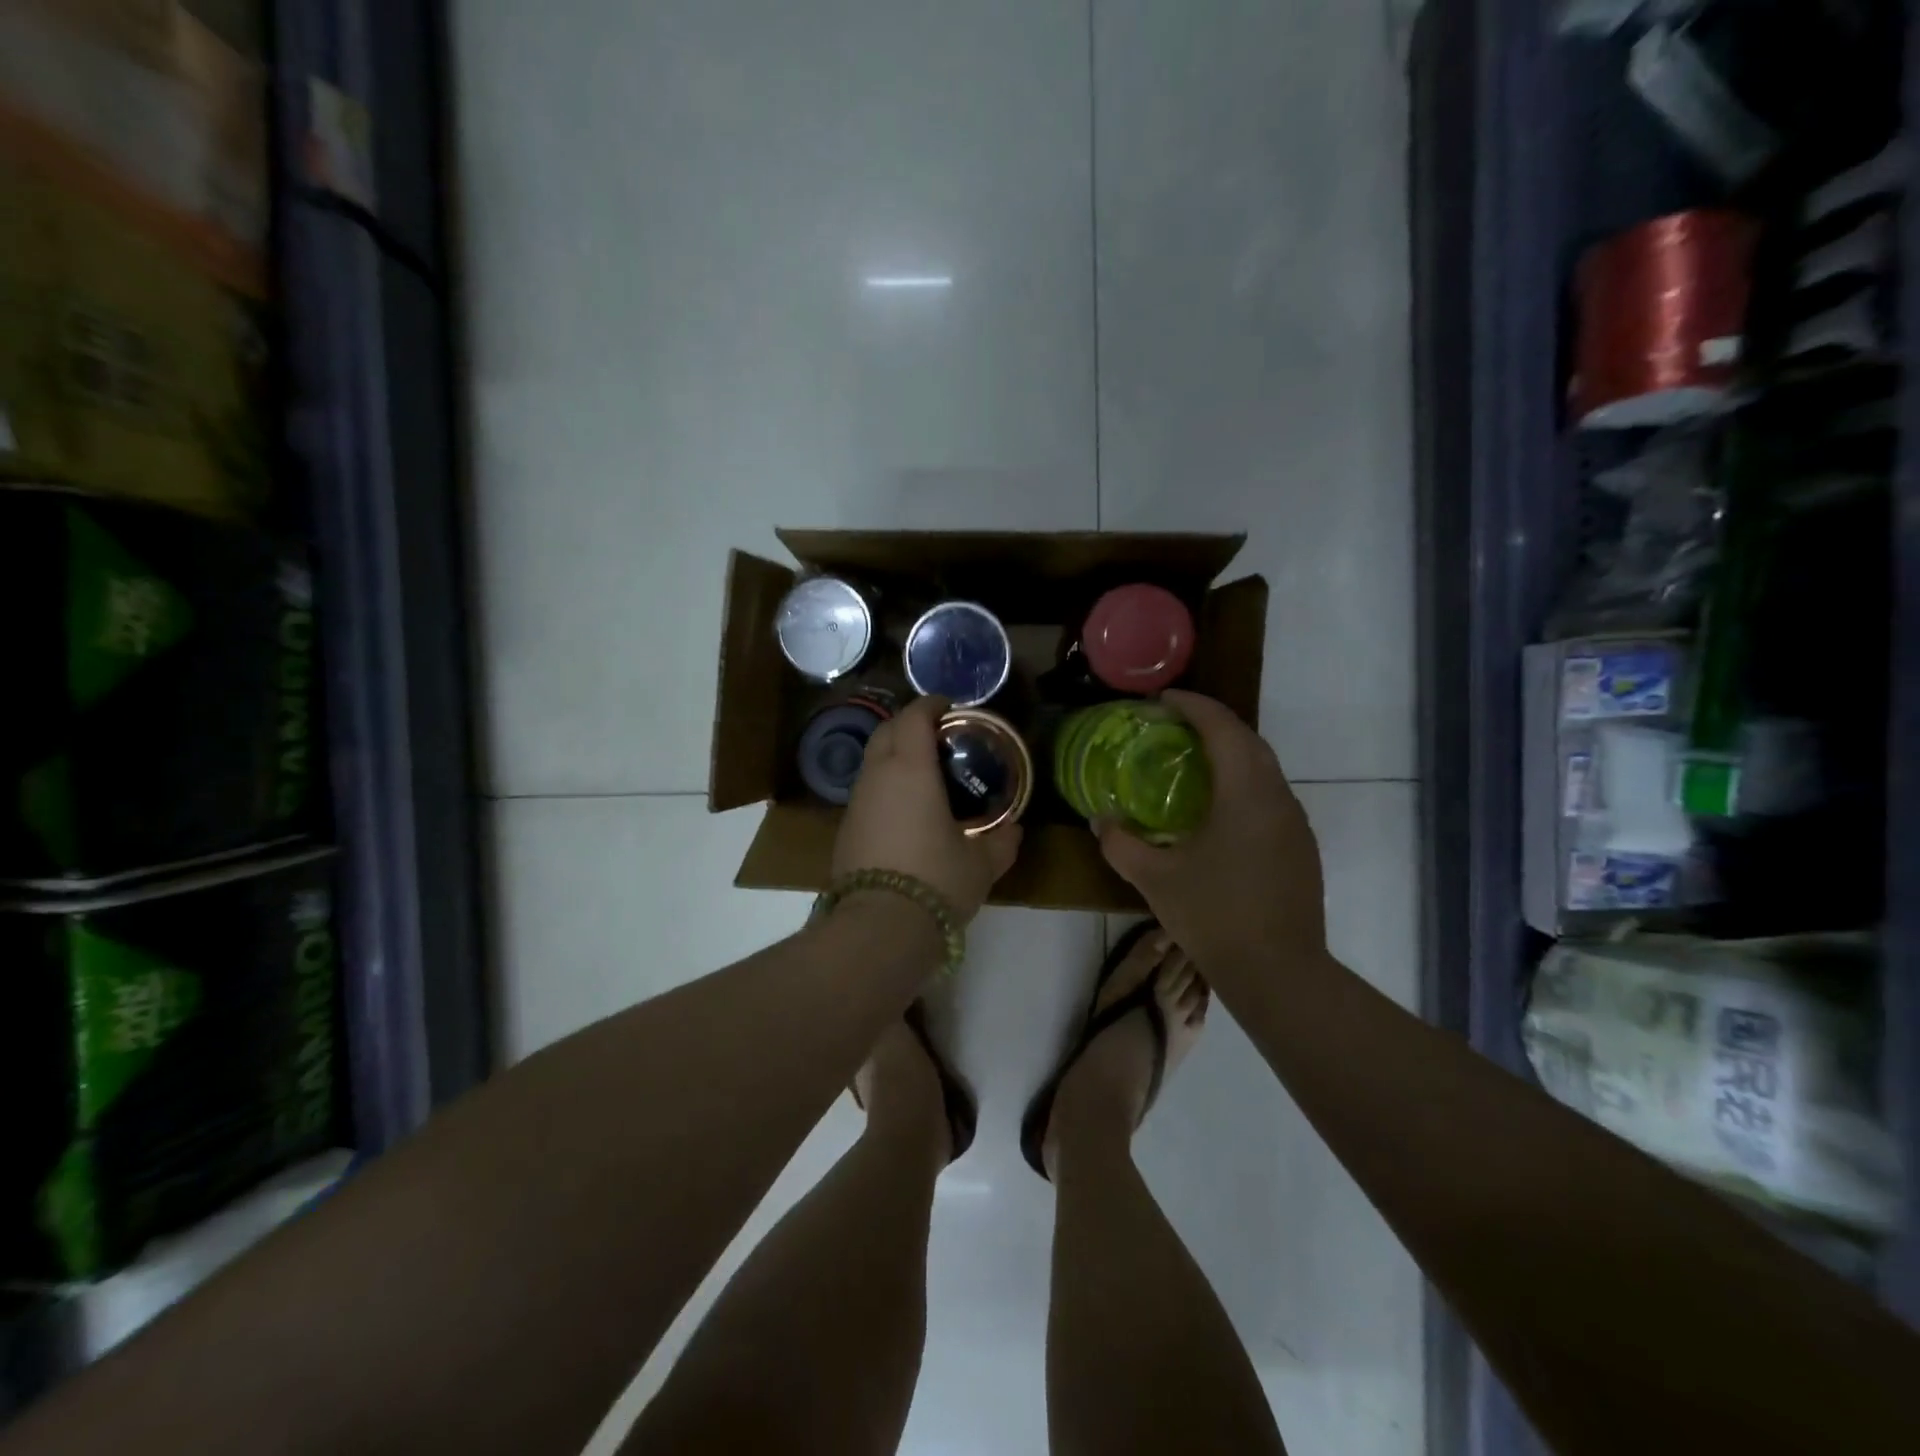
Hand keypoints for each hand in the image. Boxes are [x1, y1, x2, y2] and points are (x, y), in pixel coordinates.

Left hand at [832, 695, 1021, 922]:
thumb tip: (1014, 830)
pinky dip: (886, 784)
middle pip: (887, 730)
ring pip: (873, 760)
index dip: (932, 705)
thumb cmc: (936, 881)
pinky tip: (907, 809)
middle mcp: (877, 776)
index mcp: (911, 769)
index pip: (914, 717)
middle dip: (910, 724)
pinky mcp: (845, 828)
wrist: (878, 927)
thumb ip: (1002, 841)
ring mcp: (856, 802)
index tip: (951, 708)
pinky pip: (867, 790)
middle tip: (939, 736)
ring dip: (895, 755)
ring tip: (926, 773)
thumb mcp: (981, 863)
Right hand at [1095, 690, 1326, 975]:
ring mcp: (1295, 823)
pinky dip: (1244, 783)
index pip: (1222, 728)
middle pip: (1249, 740)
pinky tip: (1219, 809)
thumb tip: (1099, 820)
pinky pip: (1271, 795)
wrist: (1279, 972)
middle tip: (1174, 726)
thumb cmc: (1214, 916)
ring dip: (1231, 753)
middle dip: (1213, 723)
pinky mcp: (1301, 847)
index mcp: (1245, 793)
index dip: (1193, 705)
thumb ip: (1120, 843)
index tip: (1163, 699)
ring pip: (1264, 768)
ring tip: (1193, 761)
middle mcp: (1278, 797)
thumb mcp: (1154, 878)